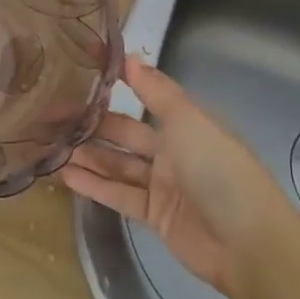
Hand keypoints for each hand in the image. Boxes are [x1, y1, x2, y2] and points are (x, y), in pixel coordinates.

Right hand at [61, 60, 297, 298]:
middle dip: (93, 124)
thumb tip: (129, 55)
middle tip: (52, 115)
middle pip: (126, 133)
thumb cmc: (219, 169)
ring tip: (51, 145)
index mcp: (186, 122)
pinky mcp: (155, 215)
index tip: (79, 76)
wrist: (248, 243)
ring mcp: (163, 185)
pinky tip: (66, 175)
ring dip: (88, 155)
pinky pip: (119, 195)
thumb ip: (156, 90)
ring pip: (118, 164)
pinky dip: (94, 185)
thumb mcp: (188, 120)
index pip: (145, 98)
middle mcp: (173, 150)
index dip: (116, 86)